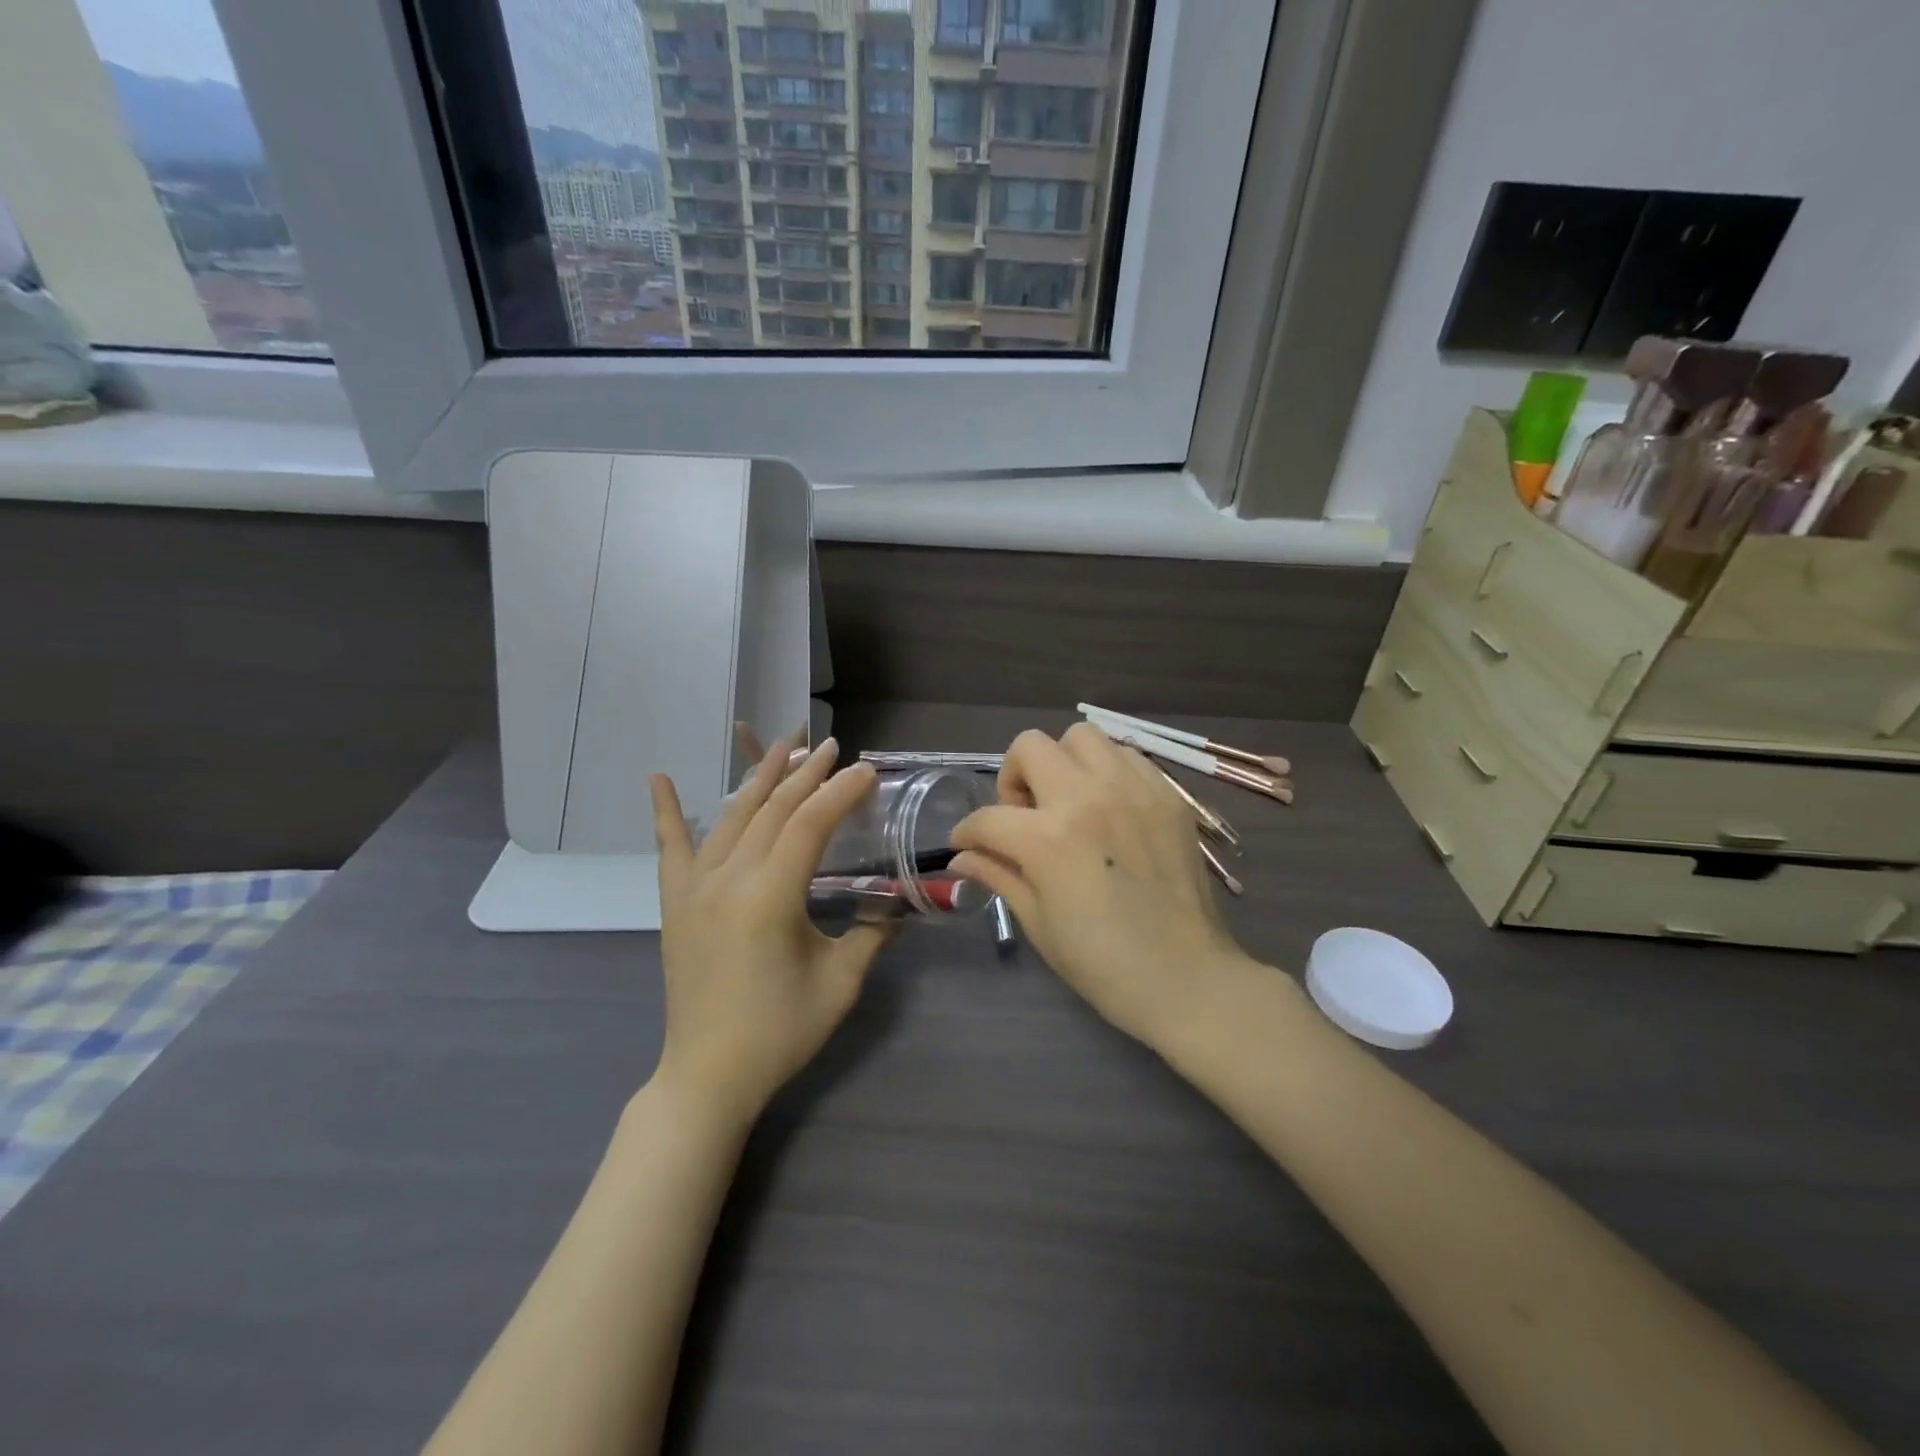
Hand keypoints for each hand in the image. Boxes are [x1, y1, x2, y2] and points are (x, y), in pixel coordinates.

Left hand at [648, 738, 892, 1125]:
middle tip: (833, 748)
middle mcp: (728, 879)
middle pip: (772, 810)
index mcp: (769, 897)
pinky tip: (659, 778)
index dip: (840, 793)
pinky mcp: (675, 902)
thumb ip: (872, 934)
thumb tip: (897, 905)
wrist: (708, 1075)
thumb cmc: (780, 1031)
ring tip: (783, 747)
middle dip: (806, 774)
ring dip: (759, 778)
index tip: (866, 771)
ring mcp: (695, 888)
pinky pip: (670, 848)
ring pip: (731, 816)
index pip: (809, 825)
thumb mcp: (840, 983)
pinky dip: (666, 811)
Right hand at [949, 724, 1255, 1050]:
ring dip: (1062, 763)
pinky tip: (1109, 807)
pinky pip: (1126, 755)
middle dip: (1013, 778)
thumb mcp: (1038, 923)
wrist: (1186, 978)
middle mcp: (1088, 797)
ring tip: (1070, 802)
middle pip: (1029, 747)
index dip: (967, 833)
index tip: (968, 844)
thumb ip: (999, 875)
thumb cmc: (1102, 963)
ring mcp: (1133, 789)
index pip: (987, 817)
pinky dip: (1107, 770)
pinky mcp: (1167, 794)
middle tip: (1025, 815)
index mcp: (1048, 838)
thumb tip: (962, 857)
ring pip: (1081, 736)